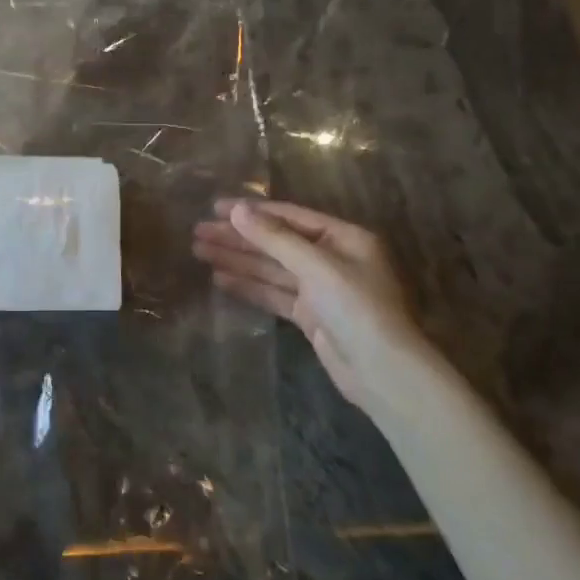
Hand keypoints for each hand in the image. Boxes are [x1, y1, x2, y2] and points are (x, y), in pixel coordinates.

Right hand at [192, 198, 437, 408]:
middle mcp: (332, 258)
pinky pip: (273, 293)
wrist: (382, 372)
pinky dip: (248, 285)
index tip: (214, 208)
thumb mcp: (315, 266)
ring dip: (237, 259)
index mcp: (343, 238)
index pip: (289, 216)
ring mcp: (320, 288)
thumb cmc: (356, 308)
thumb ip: (274, 238)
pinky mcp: (310, 315)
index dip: (251, 211)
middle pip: (276, 242)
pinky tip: (220, 279)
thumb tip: (236, 210)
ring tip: (199, 251)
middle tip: (198, 232)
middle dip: (237, 237)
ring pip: (271, 268)